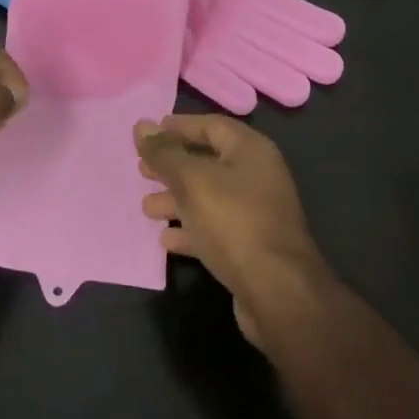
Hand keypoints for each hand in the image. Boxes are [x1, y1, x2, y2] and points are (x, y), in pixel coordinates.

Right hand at [136, 114, 329, 346]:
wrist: (277, 293)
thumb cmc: (233, 222)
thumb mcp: (192, 181)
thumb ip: (165, 153)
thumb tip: (142, 125)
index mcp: (251, 150)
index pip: (211, 126)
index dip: (179, 127)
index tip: (148, 134)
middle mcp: (257, 176)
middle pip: (208, 162)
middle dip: (173, 166)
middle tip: (141, 170)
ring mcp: (255, 214)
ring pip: (208, 198)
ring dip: (177, 200)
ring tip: (146, 208)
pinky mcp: (250, 247)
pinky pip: (214, 229)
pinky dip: (190, 230)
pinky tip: (166, 240)